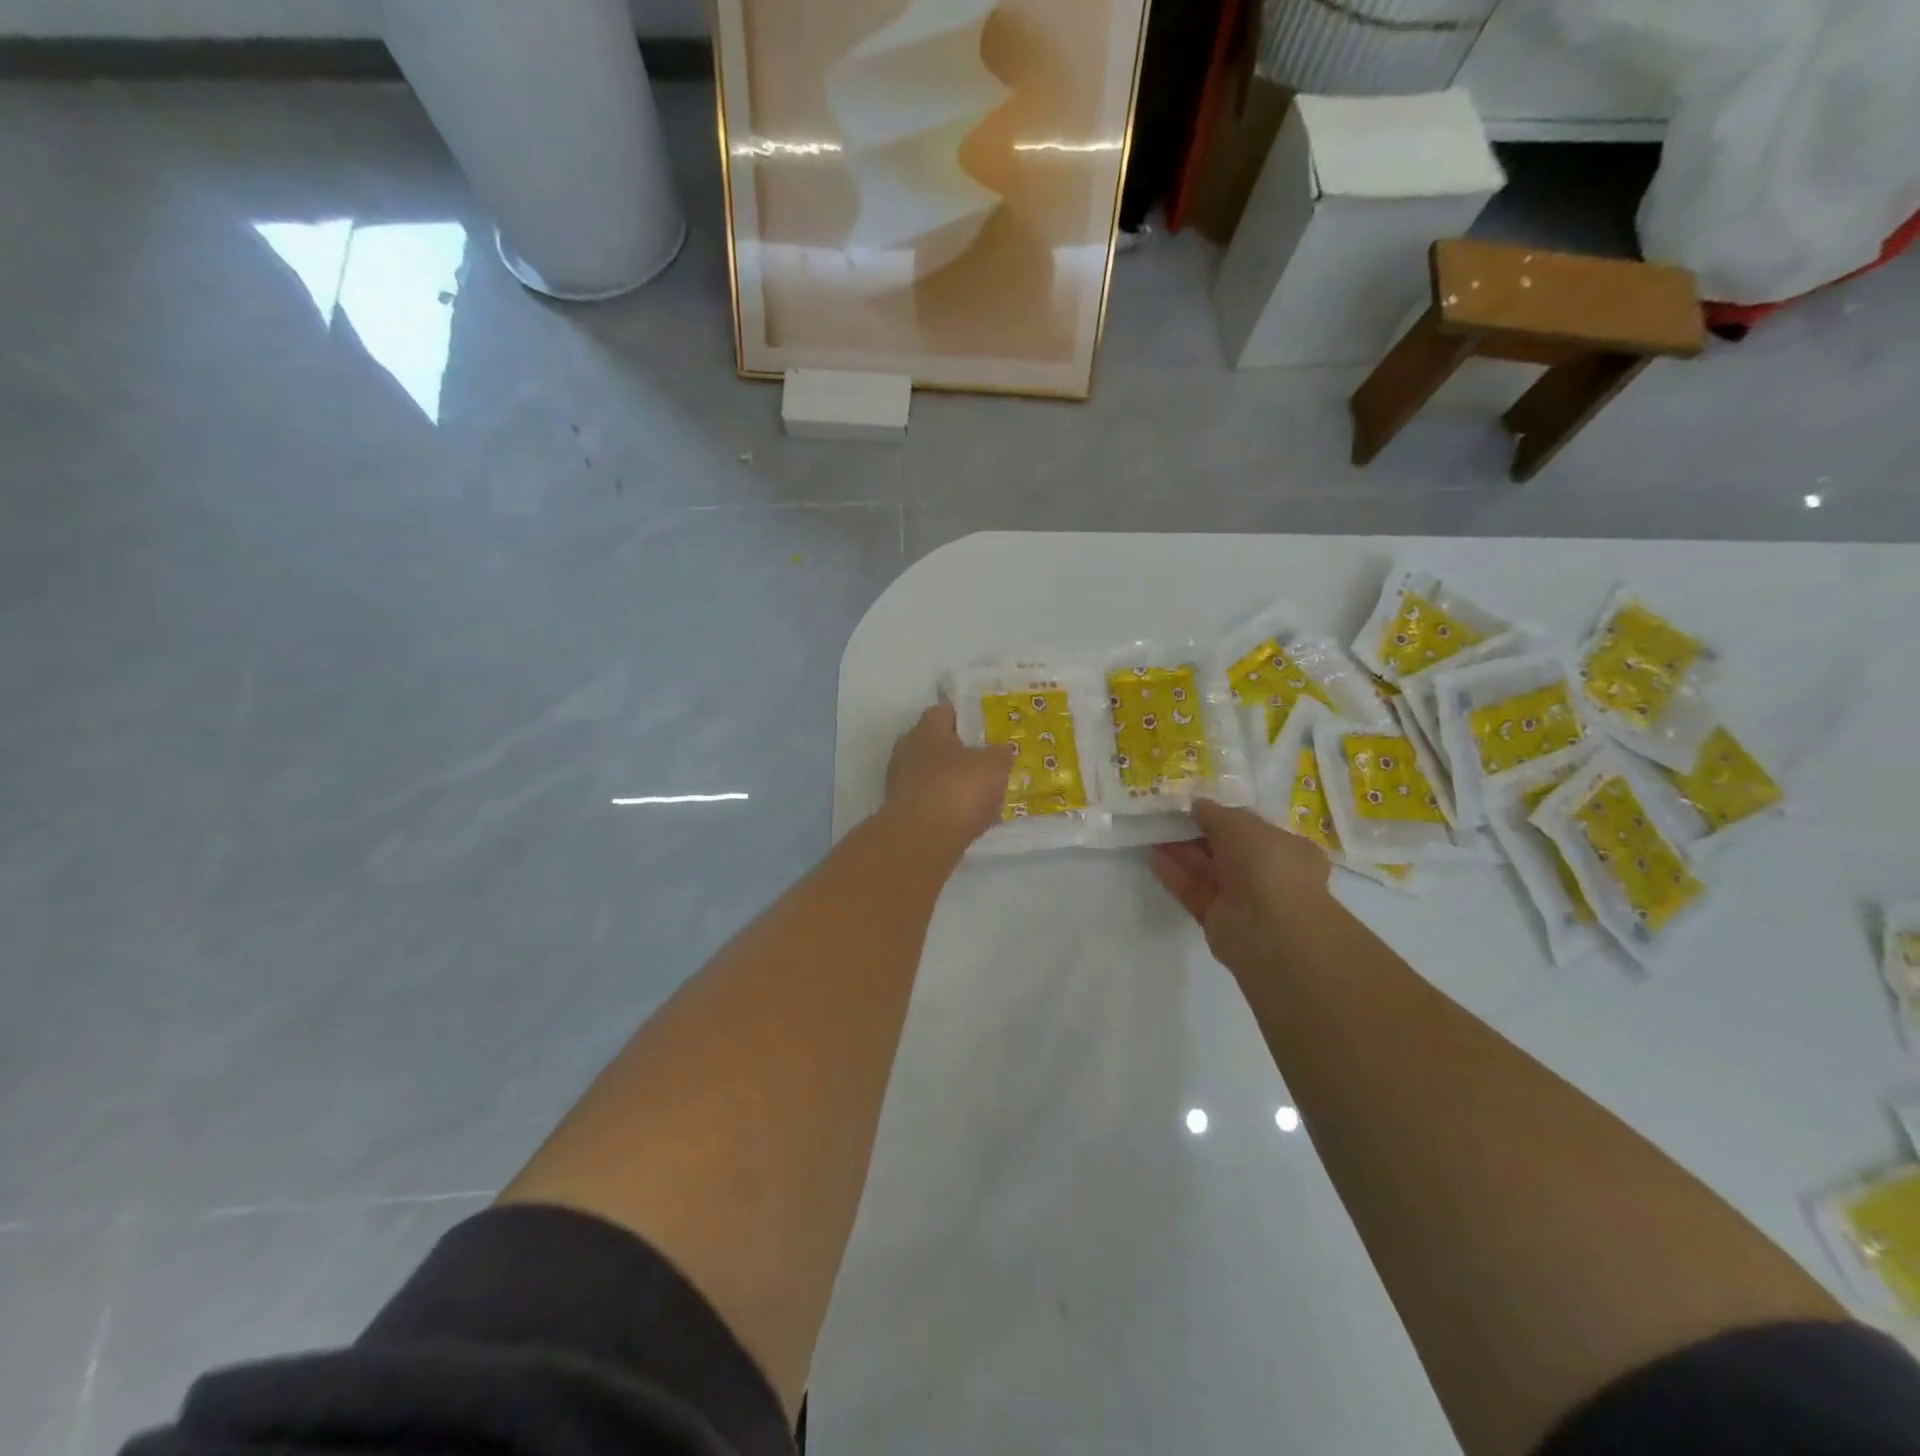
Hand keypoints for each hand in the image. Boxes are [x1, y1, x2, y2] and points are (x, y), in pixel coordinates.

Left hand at [882, 703, 1015, 855]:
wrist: (922, 839)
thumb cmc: (958, 789)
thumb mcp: (993, 766)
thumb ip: (1000, 754)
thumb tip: (1001, 750)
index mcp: (926, 730)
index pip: (943, 712)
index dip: (965, 717)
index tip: (984, 728)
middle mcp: (908, 752)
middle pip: (935, 745)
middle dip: (958, 753)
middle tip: (985, 762)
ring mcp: (900, 784)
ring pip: (932, 776)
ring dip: (952, 783)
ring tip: (981, 795)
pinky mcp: (902, 813)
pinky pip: (930, 803)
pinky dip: (947, 808)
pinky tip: (968, 820)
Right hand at [1150, 799, 1332, 975]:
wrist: (1271, 930)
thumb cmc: (1267, 864)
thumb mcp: (1239, 823)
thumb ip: (1214, 813)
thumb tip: (1196, 805)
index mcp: (1288, 849)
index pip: (1252, 828)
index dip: (1223, 815)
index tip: (1194, 805)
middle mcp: (1268, 874)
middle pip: (1226, 849)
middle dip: (1197, 833)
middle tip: (1166, 816)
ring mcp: (1244, 899)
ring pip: (1207, 870)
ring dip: (1181, 852)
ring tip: (1152, 832)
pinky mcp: (1218, 919)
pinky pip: (1194, 891)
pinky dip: (1175, 875)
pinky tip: (1153, 857)